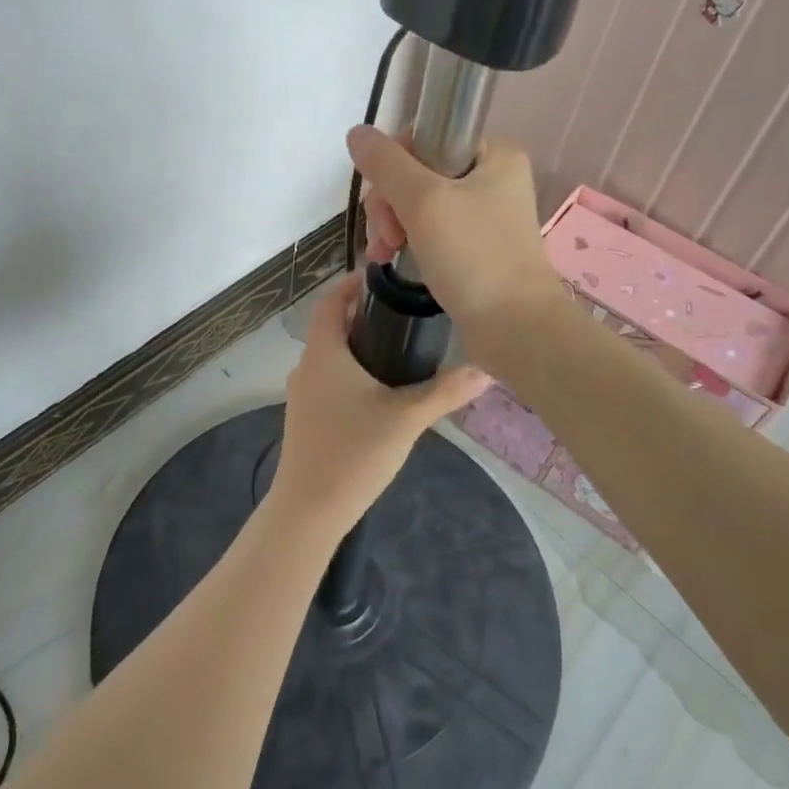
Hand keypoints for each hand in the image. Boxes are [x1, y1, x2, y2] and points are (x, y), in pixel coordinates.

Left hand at [272, 275, 488, 538]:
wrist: (309, 509)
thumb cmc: (353, 453)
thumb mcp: (407, 419)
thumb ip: (446, 392)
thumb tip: (486, 369)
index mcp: (324, 352)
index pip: (330, 300)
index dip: (352, 283)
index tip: (385, 279)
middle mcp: (307, 366)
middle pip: (332, 326)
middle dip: (364, 315)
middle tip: (405, 313)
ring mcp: (302, 394)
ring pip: (331, 355)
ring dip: (359, 346)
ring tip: (401, 348)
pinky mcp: (306, 417)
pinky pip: (329, 379)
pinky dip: (352, 372)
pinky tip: (381, 391)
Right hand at [347, 125, 562, 373]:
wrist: (515, 328)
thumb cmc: (474, 257)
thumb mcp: (424, 202)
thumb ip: (386, 164)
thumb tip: (356, 132)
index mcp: (494, 154)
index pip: (425, 138)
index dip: (393, 165)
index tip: (383, 201)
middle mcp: (493, 179)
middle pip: (418, 173)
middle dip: (389, 203)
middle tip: (384, 236)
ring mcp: (486, 215)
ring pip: (419, 204)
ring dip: (392, 225)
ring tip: (382, 255)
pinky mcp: (477, 248)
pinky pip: (431, 231)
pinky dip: (408, 241)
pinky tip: (391, 260)